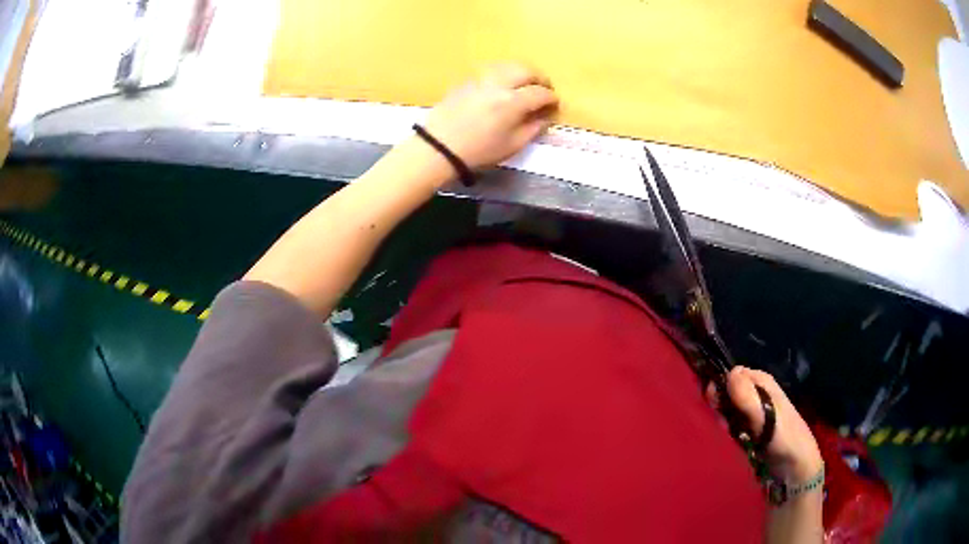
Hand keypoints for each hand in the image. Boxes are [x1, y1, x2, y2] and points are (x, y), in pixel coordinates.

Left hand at [424, 64, 558, 170]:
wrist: (439, 146)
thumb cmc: (479, 151)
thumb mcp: (512, 145)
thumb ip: (533, 128)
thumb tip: (545, 116)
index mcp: (512, 102)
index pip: (540, 93)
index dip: (551, 98)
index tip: (554, 104)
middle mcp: (498, 84)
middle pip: (526, 70)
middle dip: (539, 78)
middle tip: (544, 89)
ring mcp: (480, 79)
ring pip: (507, 65)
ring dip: (521, 72)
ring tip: (525, 85)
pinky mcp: (467, 80)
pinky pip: (491, 70)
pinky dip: (503, 75)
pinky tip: (503, 87)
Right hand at [708, 367, 822, 482]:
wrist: (794, 465)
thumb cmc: (784, 436)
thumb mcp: (766, 415)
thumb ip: (748, 396)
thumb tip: (729, 373)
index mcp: (762, 382)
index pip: (733, 374)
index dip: (721, 386)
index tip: (715, 403)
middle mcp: (756, 393)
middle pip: (728, 392)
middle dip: (721, 407)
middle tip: (723, 423)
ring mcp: (752, 413)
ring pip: (728, 410)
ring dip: (724, 422)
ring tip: (729, 434)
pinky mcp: (748, 431)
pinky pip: (731, 426)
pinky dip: (728, 432)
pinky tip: (731, 440)